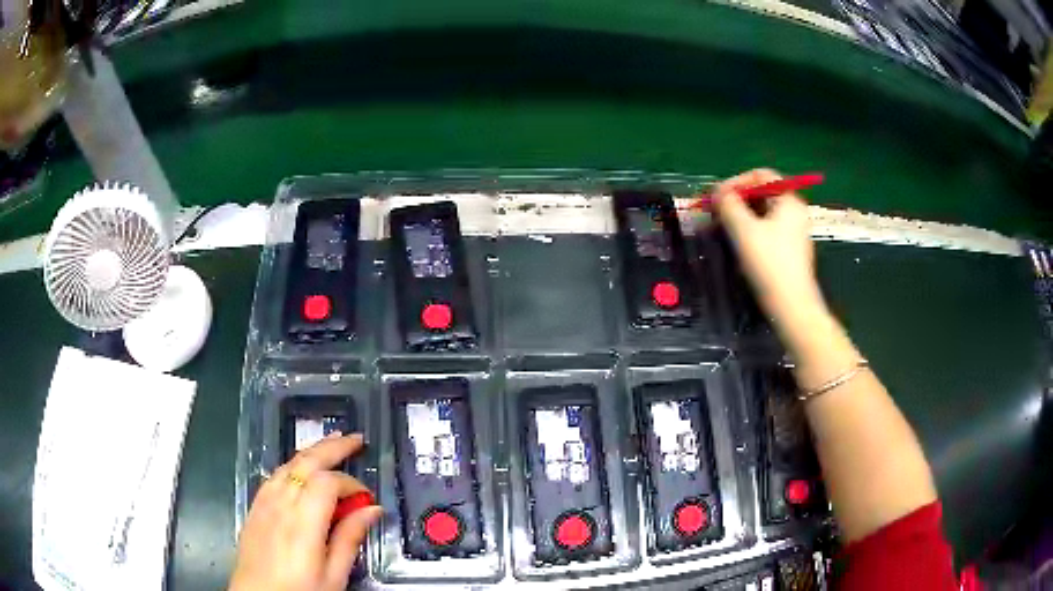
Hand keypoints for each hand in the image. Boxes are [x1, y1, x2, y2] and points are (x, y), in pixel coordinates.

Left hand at [229, 434, 381, 590]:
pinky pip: (274, 476)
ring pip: (288, 464)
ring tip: (332, 445)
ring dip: (312, 452)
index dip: (352, 482)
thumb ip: (350, 538)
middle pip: (306, 461)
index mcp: (303, 521)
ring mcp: (264, 503)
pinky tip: (300, 471)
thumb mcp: (333, 575)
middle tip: (356, 439)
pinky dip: (292, 466)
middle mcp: (280, 504)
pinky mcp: (255, 508)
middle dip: (333, 446)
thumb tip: (372, 510)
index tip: (367, 498)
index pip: (329, 482)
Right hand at [713, 169, 825, 324]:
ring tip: (719, 228)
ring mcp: (793, 232)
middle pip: (761, 194)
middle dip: (735, 200)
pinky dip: (748, 230)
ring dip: (738, 216)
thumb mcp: (744, 230)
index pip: (760, 175)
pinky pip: (765, 230)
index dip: (735, 182)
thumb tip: (717, 192)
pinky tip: (734, 242)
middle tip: (714, 212)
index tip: (716, 197)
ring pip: (761, 214)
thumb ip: (728, 204)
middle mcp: (794, 211)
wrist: (791, 307)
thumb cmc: (769, 264)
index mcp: (789, 200)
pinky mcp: (788, 250)